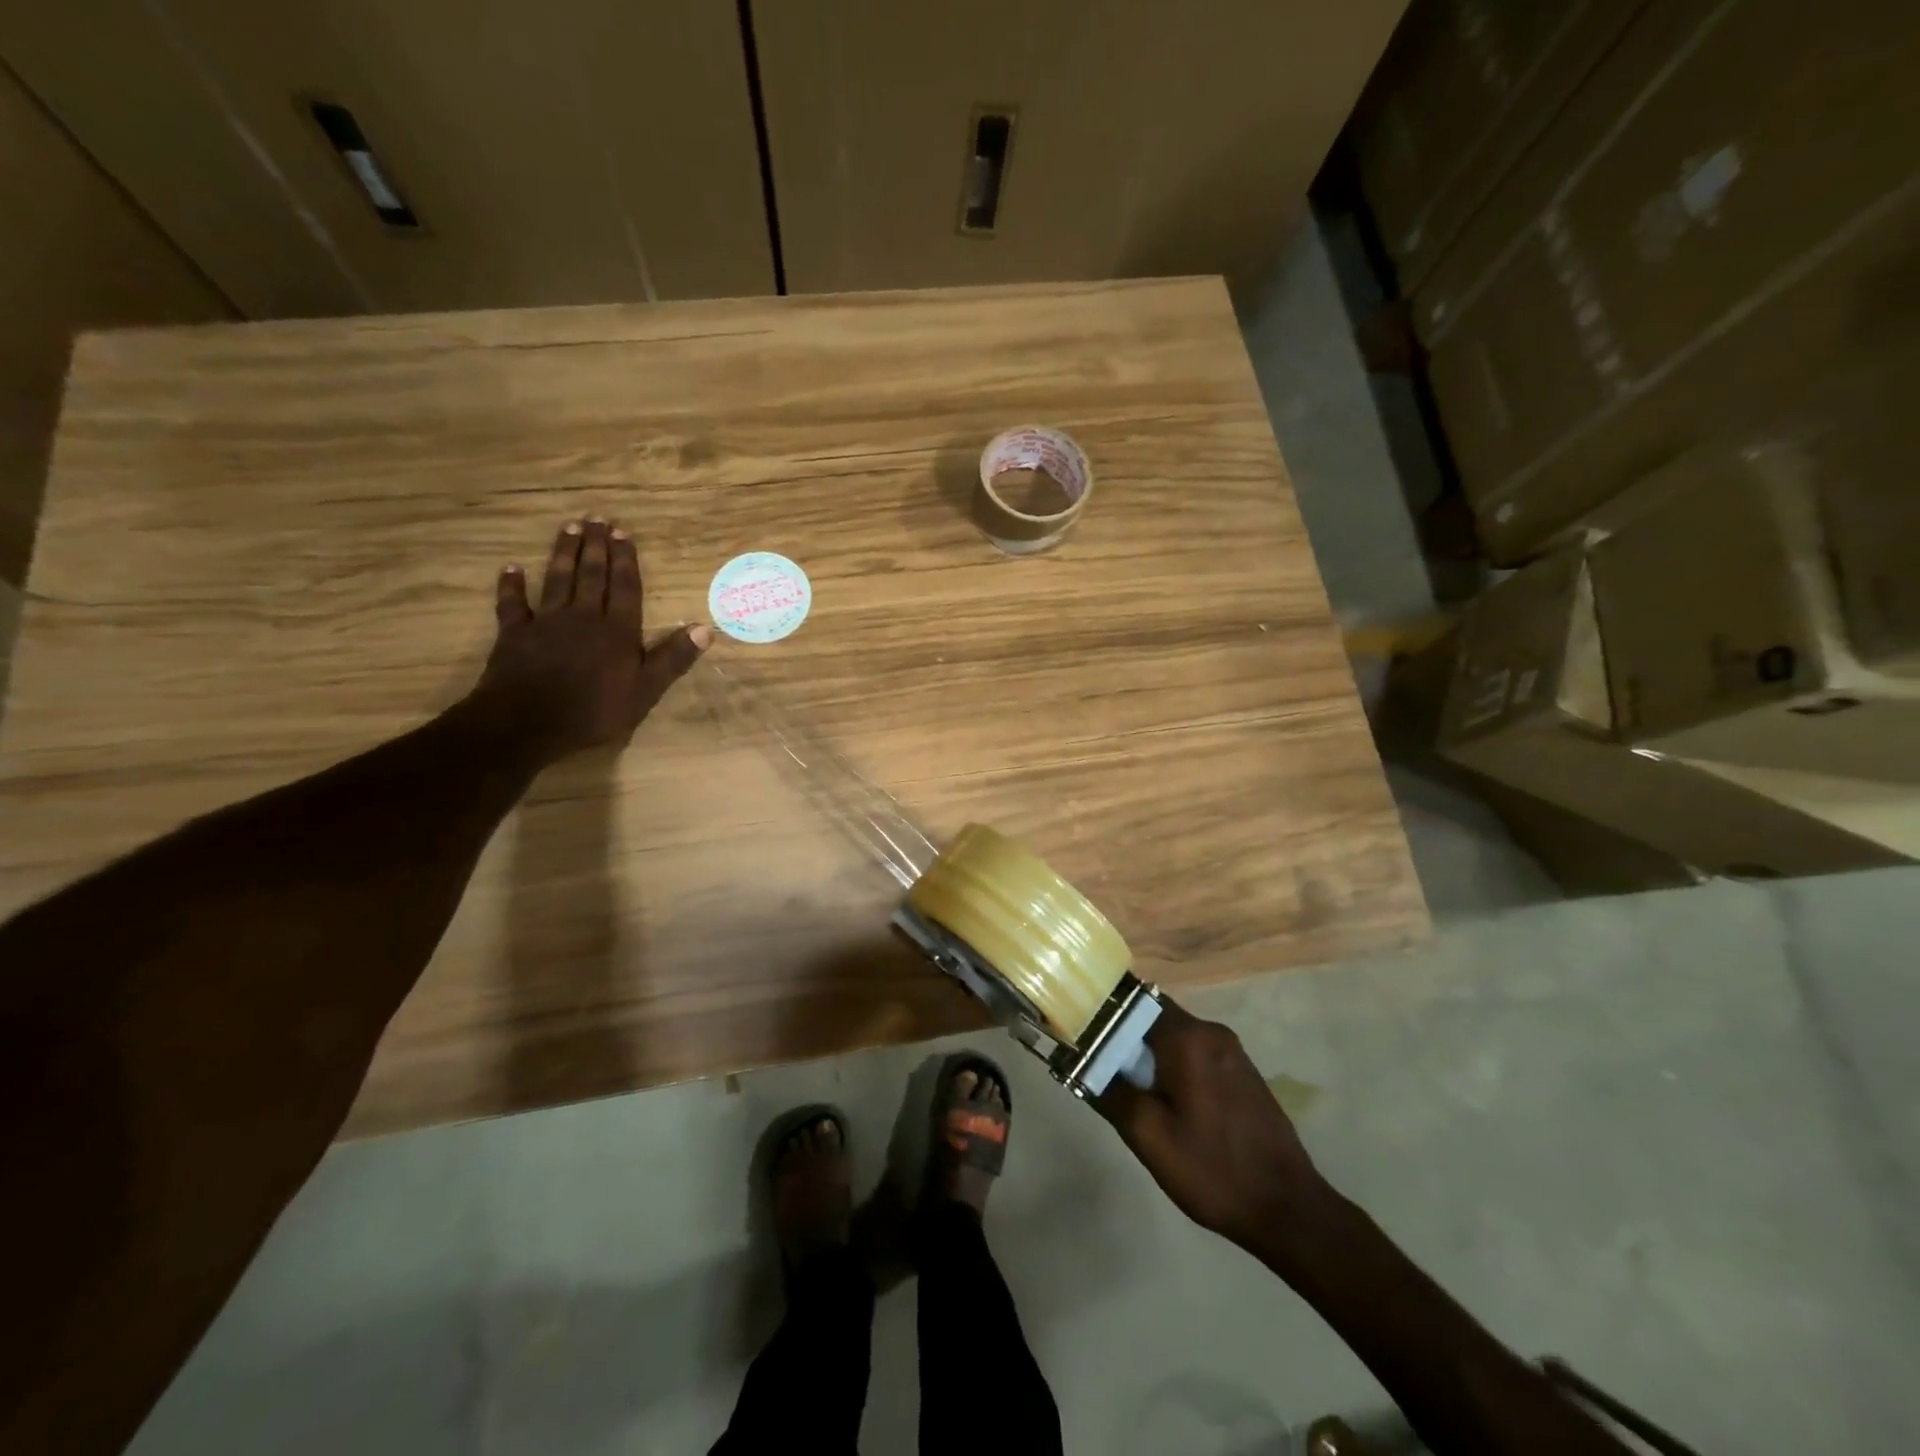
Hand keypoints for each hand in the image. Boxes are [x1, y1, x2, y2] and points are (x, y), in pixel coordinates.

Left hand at [475, 518, 709, 760]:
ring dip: (563, 553)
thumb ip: (672, 658)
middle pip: (591, 575)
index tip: (623, 532)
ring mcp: (547, 623)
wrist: (529, 723)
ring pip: (557, 580)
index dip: (625, 560)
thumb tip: (706, 629)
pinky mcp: (515, 634)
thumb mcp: (645, 691)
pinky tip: (511, 569)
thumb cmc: (594, 711)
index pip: (625, 588)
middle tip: (596, 518)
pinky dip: (511, 585)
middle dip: (596, 546)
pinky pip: (513, 604)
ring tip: (569, 527)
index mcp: (617, 631)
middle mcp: (583, 617)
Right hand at [1097, 1001, 1329, 1255]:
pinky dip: (1175, 1068)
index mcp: (1189, 1038)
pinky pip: (1197, 1055)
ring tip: (1131, 1091)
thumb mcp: (1148, 1136)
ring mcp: (1233, 1053)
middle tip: (1103, 1070)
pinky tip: (1168, 1104)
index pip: (1135, 1002)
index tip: (1084, 1034)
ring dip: (1151, 1056)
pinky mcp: (1244, 1074)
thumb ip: (1110, 1092)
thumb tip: (1082, 1064)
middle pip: (1156, 1018)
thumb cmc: (1212, 1169)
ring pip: (1177, 1038)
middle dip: (1127, 1040)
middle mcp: (1213, 1033)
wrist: (1288, 1209)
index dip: (1106, 1014)